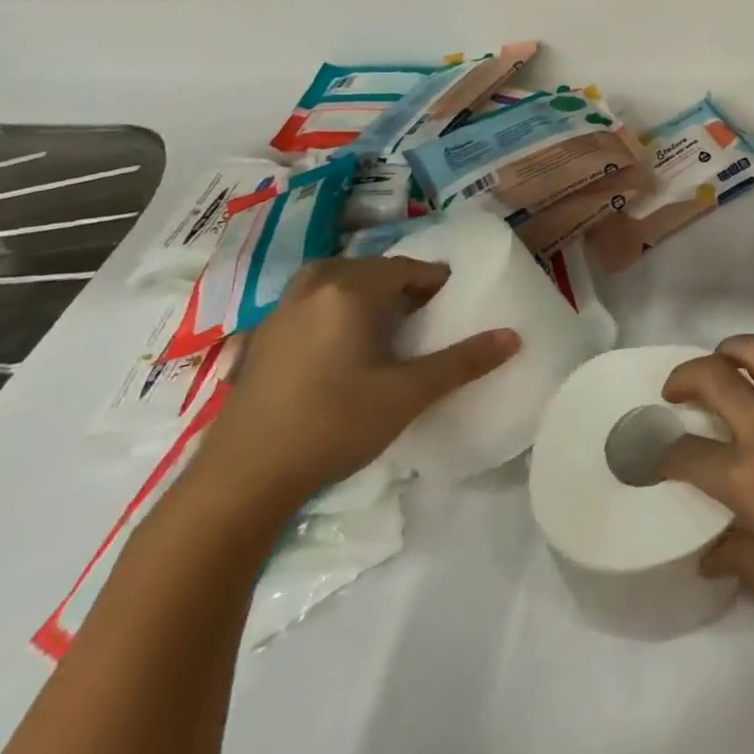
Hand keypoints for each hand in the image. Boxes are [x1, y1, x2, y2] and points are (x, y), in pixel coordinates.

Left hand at [190, 257, 519, 513]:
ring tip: (380, 324)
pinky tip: (335, 349)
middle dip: (396, 283)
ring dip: (359, 293)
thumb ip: (463, 361)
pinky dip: (328, 312)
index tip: (451, 302)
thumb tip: (514, 336)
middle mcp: (311, 291)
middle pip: (365, 269)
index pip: (405, 269)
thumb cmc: (333, 425)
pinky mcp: (256, 346)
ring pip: (329, 284)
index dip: (434, 281)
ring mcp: (277, 317)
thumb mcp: (408, 394)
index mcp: (349, 291)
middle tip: (420, 312)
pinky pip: (304, 308)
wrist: (239, 484)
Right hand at [658, 335, 753, 621]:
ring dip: (729, 351)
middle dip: (682, 378)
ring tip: (721, 364)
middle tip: (674, 391)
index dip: (662, 456)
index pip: (686, 455)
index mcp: (746, 475)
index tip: (656, 460)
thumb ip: (741, 561)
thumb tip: (710, 554)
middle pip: (712, 377)